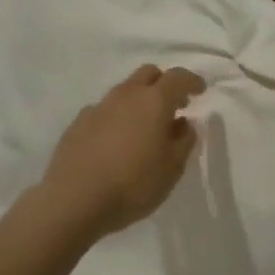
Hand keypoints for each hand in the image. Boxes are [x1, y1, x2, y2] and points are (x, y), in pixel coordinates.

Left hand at [39, 65, 205, 237]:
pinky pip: (104, 111)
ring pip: (124, 91)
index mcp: (153, 101)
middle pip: (148, 74)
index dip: (192, 81)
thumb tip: (183, 123)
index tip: (200, 90)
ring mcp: (98, 108)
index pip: (178, 77)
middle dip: (164, 84)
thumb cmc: (133, 184)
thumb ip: (183, 141)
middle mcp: (125, 96)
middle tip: (174, 106)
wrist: (74, 200)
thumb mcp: (172, 168)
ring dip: (139, 101)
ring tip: (145, 128)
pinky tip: (117, 142)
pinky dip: (117, 117)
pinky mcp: (77, 124)